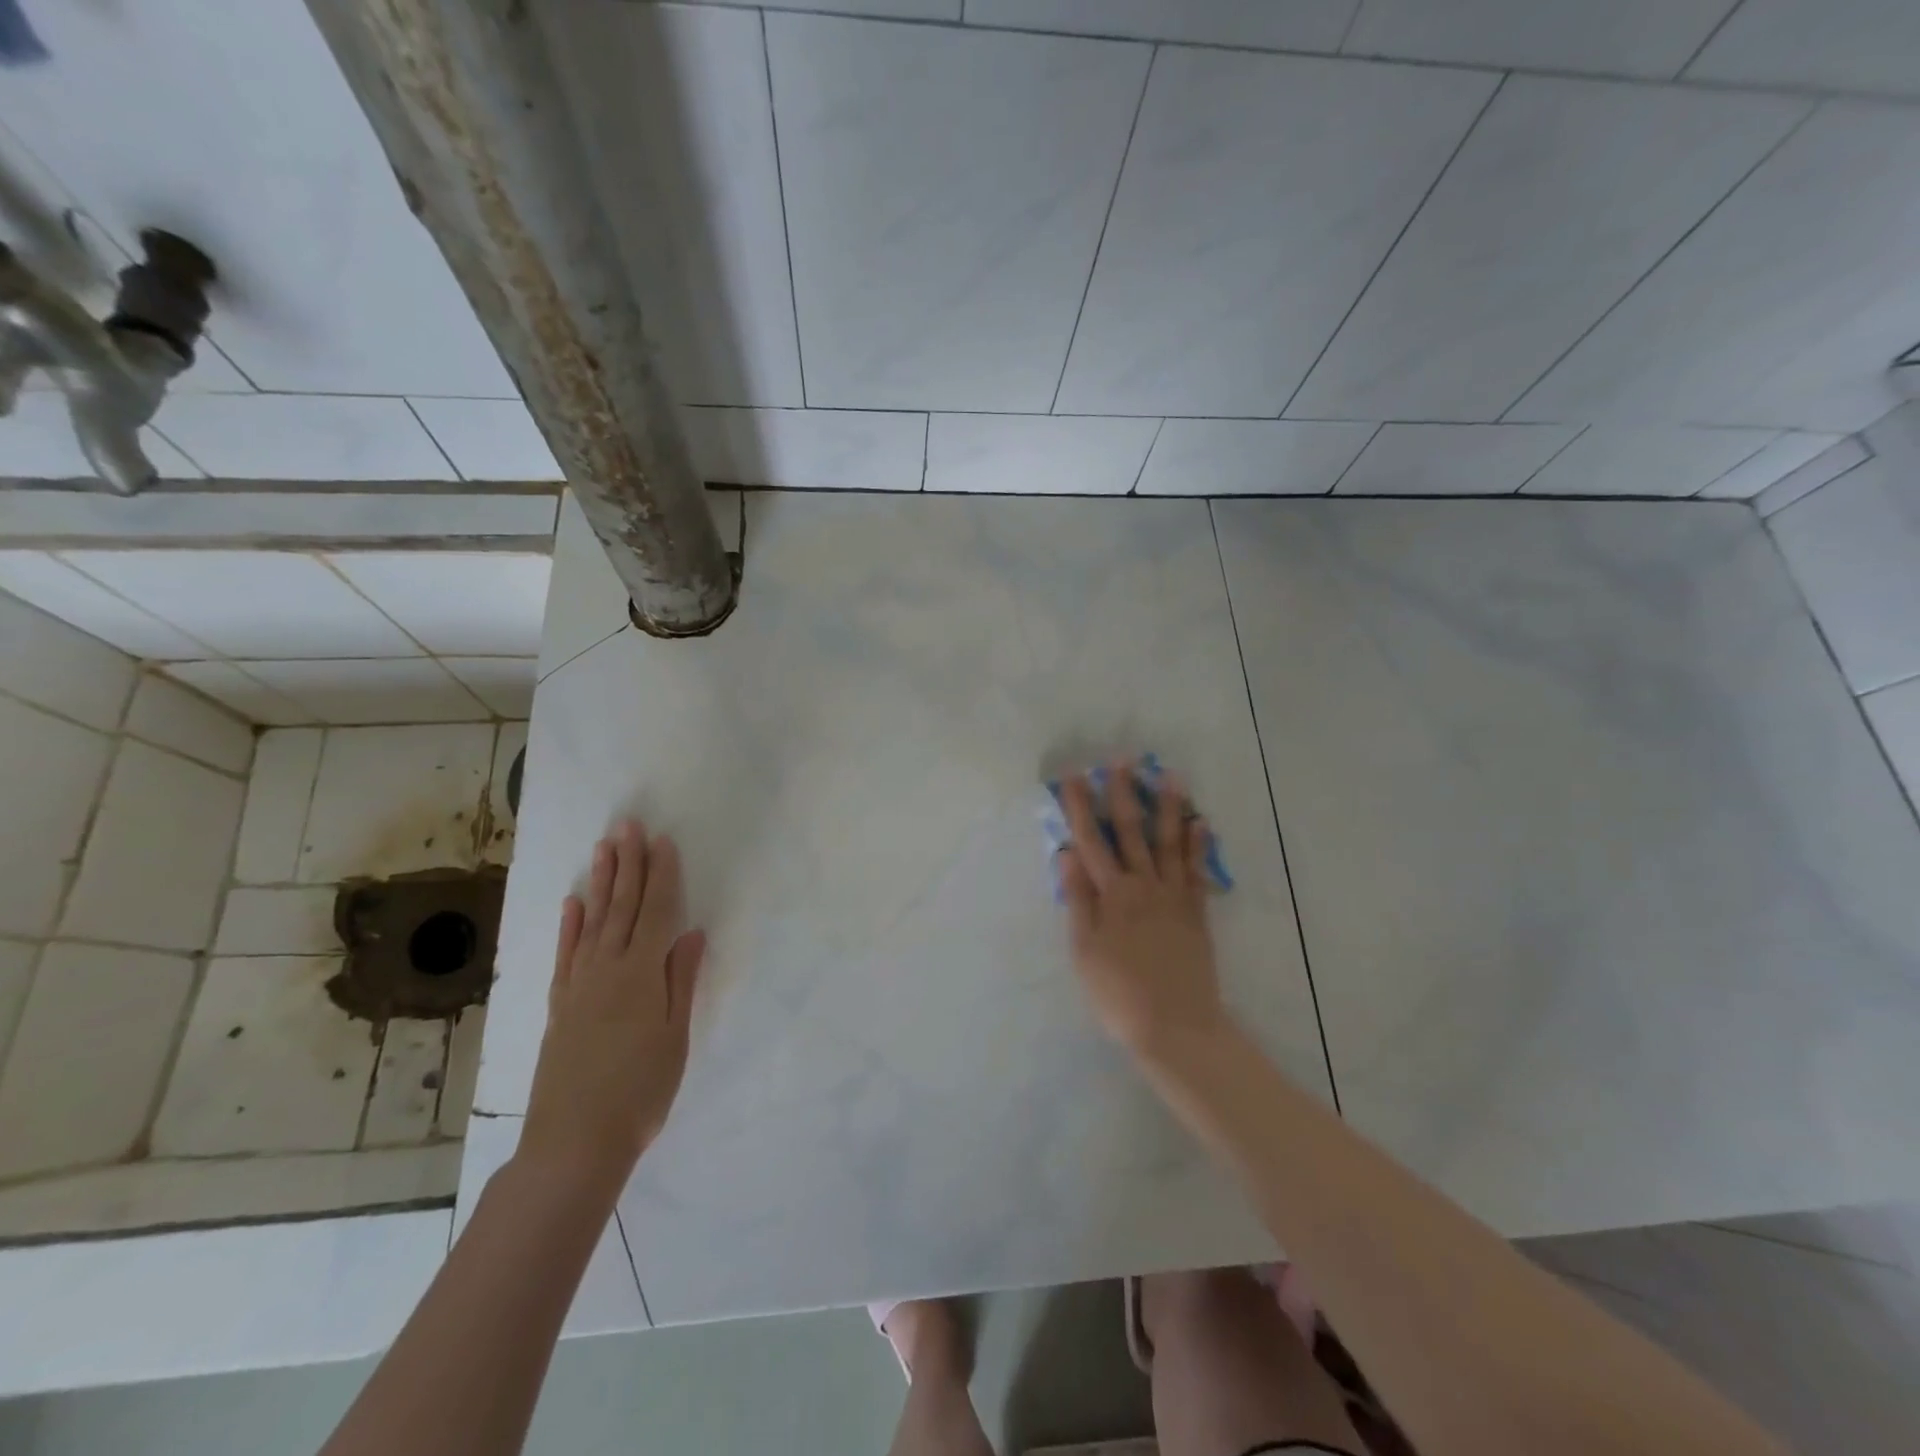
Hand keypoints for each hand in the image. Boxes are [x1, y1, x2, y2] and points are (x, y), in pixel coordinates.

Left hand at [519, 819, 705, 1205]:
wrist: (574, 1143)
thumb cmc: (640, 1091)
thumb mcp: (675, 1037)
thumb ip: (681, 980)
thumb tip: (692, 933)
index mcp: (642, 974)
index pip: (656, 912)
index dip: (662, 875)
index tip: (663, 841)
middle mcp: (607, 969)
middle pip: (622, 907)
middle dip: (629, 864)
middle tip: (628, 825)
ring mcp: (579, 985)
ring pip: (593, 921)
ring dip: (602, 882)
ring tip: (605, 848)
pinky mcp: (560, 1005)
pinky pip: (566, 953)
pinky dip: (570, 925)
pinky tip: (573, 902)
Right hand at [1058, 764, 1226, 1062]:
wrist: (1175, 1026)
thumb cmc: (1117, 993)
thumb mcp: (1083, 950)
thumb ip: (1077, 899)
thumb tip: (1066, 853)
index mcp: (1110, 895)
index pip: (1090, 840)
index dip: (1080, 807)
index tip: (1074, 776)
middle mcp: (1142, 885)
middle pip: (1130, 831)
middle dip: (1123, 793)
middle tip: (1123, 760)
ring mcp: (1173, 896)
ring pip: (1169, 842)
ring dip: (1167, 807)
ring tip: (1169, 775)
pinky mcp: (1196, 912)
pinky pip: (1197, 870)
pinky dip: (1199, 844)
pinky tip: (1200, 821)